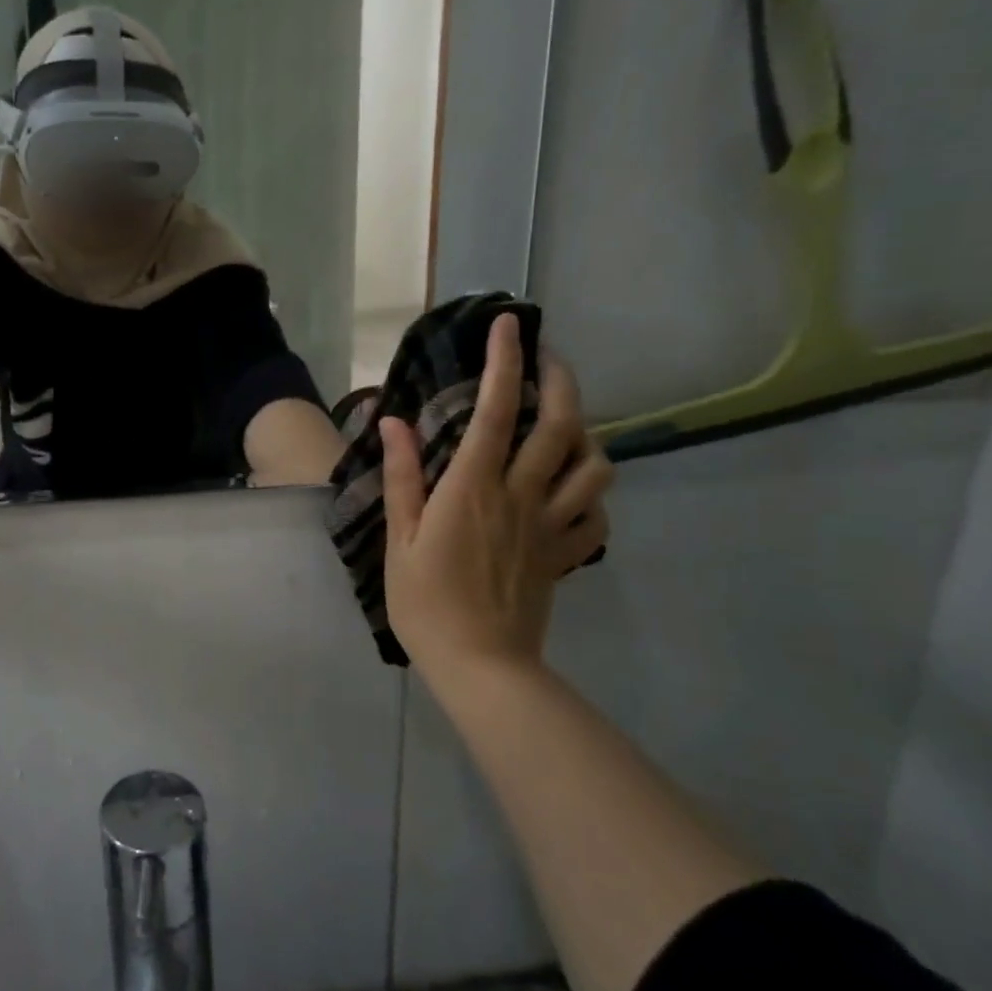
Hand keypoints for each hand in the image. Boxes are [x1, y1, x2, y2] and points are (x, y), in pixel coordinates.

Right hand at [379, 314, 612, 677]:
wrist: (480, 665)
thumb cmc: (426, 602)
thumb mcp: (399, 539)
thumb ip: (403, 477)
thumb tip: (394, 423)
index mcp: (473, 488)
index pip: (497, 410)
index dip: (504, 362)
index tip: (509, 324)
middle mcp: (521, 496)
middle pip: (561, 425)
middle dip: (561, 379)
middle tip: (549, 358)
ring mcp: (552, 526)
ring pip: (595, 465)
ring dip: (587, 433)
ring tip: (566, 422)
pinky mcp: (567, 555)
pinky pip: (597, 514)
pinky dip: (594, 491)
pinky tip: (576, 487)